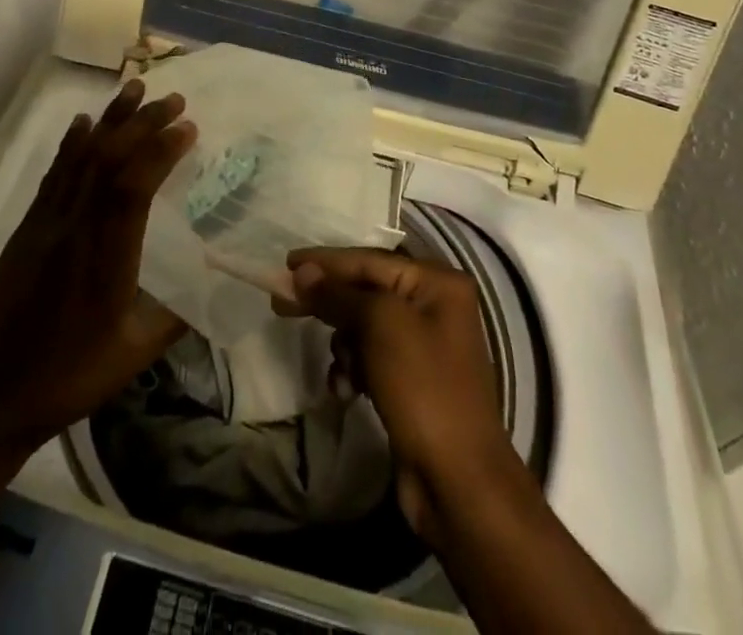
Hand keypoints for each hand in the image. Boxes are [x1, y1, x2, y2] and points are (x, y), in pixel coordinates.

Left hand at [0, 80, 196, 461]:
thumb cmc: (66, 380)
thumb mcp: (131, 357)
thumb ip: (175, 318)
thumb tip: (214, 285)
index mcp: (104, 258)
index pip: (133, 188)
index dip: (161, 151)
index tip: (189, 127)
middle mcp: (74, 228)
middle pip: (109, 160)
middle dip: (143, 122)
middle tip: (175, 98)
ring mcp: (46, 224)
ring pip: (81, 157)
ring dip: (110, 119)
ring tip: (134, 88)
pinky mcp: (27, 228)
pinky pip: (54, 174)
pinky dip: (72, 143)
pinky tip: (83, 122)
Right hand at [278, 247, 515, 540]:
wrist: (459, 482)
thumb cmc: (424, 388)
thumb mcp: (380, 327)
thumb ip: (338, 294)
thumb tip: (302, 272)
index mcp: (437, 282)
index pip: (369, 260)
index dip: (325, 261)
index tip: (286, 263)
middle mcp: (434, 305)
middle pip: (365, 290)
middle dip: (328, 303)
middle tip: (283, 305)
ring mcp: (424, 344)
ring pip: (364, 326)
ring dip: (344, 346)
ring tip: (342, 371)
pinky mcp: (412, 380)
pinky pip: (371, 358)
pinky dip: (354, 369)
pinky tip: (347, 391)